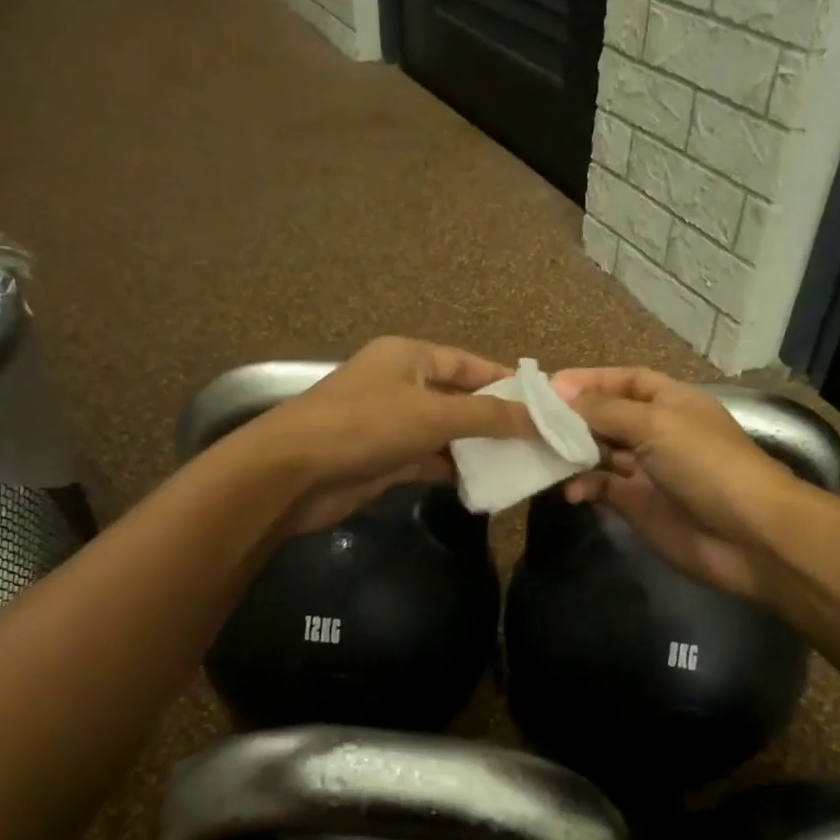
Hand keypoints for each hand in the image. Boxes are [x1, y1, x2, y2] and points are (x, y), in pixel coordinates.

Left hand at [241, 337, 534, 532]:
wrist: (293, 473)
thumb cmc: (365, 426)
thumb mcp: (433, 414)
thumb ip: (488, 415)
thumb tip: (540, 418)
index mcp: (410, 356)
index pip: (469, 363)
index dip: (507, 380)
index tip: (546, 402)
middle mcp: (402, 384)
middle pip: (460, 397)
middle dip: (497, 417)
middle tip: (541, 437)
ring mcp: (391, 422)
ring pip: (446, 431)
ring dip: (478, 447)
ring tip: (524, 463)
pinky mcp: (384, 458)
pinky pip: (430, 459)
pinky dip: (454, 469)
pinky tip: (487, 483)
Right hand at [551, 366, 797, 601]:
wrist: (748, 536)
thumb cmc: (706, 464)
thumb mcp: (656, 424)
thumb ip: (605, 409)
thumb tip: (560, 392)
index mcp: (671, 402)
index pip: (626, 380)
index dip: (591, 380)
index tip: (549, 387)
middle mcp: (658, 432)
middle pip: (608, 416)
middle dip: (573, 417)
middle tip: (531, 421)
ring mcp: (647, 471)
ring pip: (600, 453)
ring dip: (572, 452)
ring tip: (541, 453)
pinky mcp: (638, 506)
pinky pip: (602, 489)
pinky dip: (584, 487)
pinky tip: (571, 492)